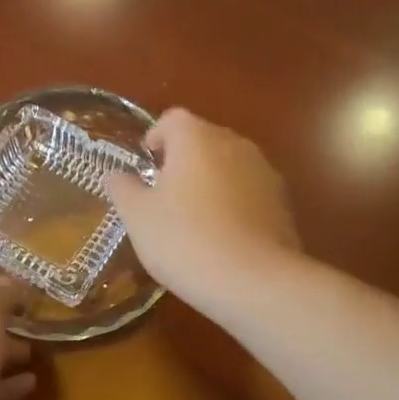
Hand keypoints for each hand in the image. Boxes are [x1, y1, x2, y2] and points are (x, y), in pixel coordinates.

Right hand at [105, 108, 299, 305]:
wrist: (255, 280)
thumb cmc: (186, 240)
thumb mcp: (139, 218)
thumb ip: (124, 189)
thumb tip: (115, 175)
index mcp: (196, 138)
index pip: (172, 119)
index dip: (156, 137)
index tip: (147, 165)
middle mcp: (234, 144)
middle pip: (204, 139)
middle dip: (184, 160)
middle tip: (166, 195)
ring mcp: (264, 171)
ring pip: (230, 164)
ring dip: (212, 180)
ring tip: (196, 218)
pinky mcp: (283, 201)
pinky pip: (250, 190)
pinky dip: (236, 202)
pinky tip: (225, 236)